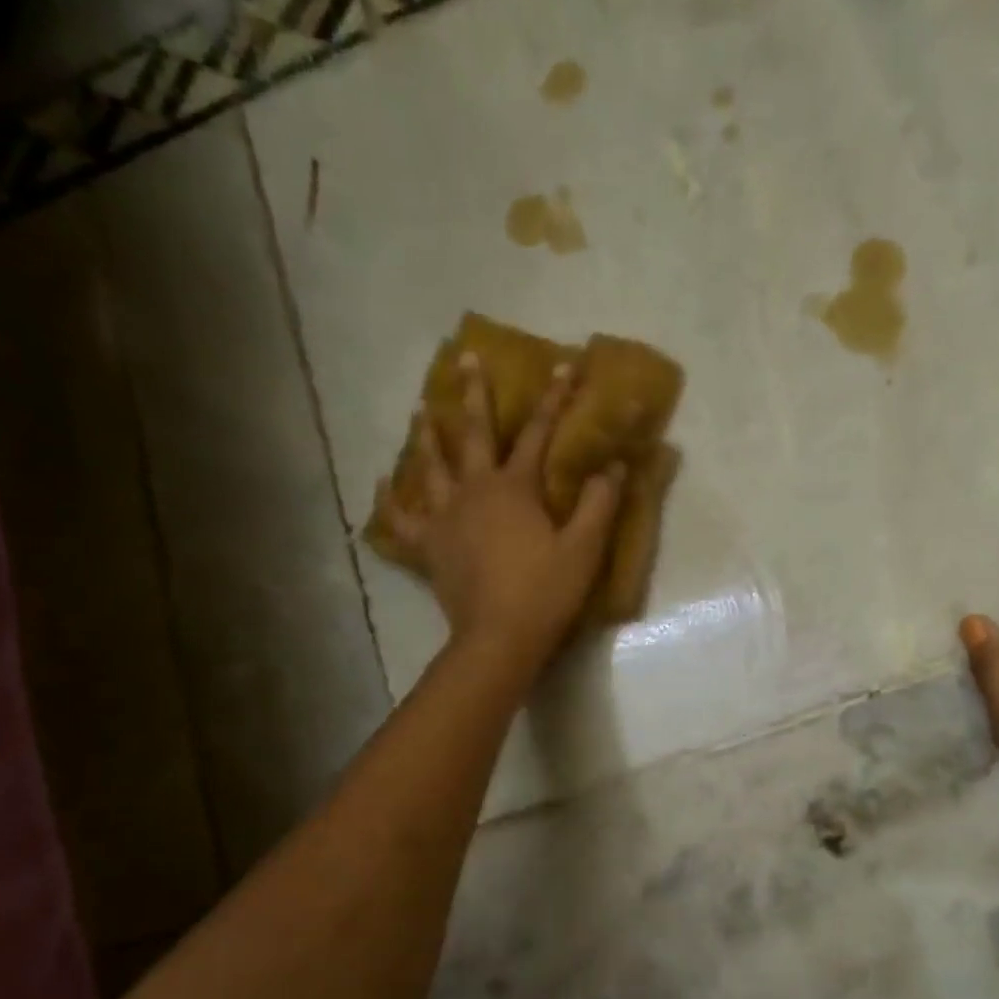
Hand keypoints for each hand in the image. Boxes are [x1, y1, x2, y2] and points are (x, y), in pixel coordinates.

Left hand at [375, 353, 623, 678]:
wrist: (500, 638)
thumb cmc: (545, 592)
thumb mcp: (584, 549)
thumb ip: (600, 504)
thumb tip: (614, 466)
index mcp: (514, 488)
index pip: (538, 434)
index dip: (554, 399)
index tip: (564, 366)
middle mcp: (474, 491)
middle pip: (472, 435)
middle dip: (473, 395)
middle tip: (466, 360)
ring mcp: (445, 518)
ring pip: (431, 467)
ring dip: (426, 436)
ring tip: (419, 412)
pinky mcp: (429, 547)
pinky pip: (403, 520)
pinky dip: (391, 501)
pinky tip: (384, 484)